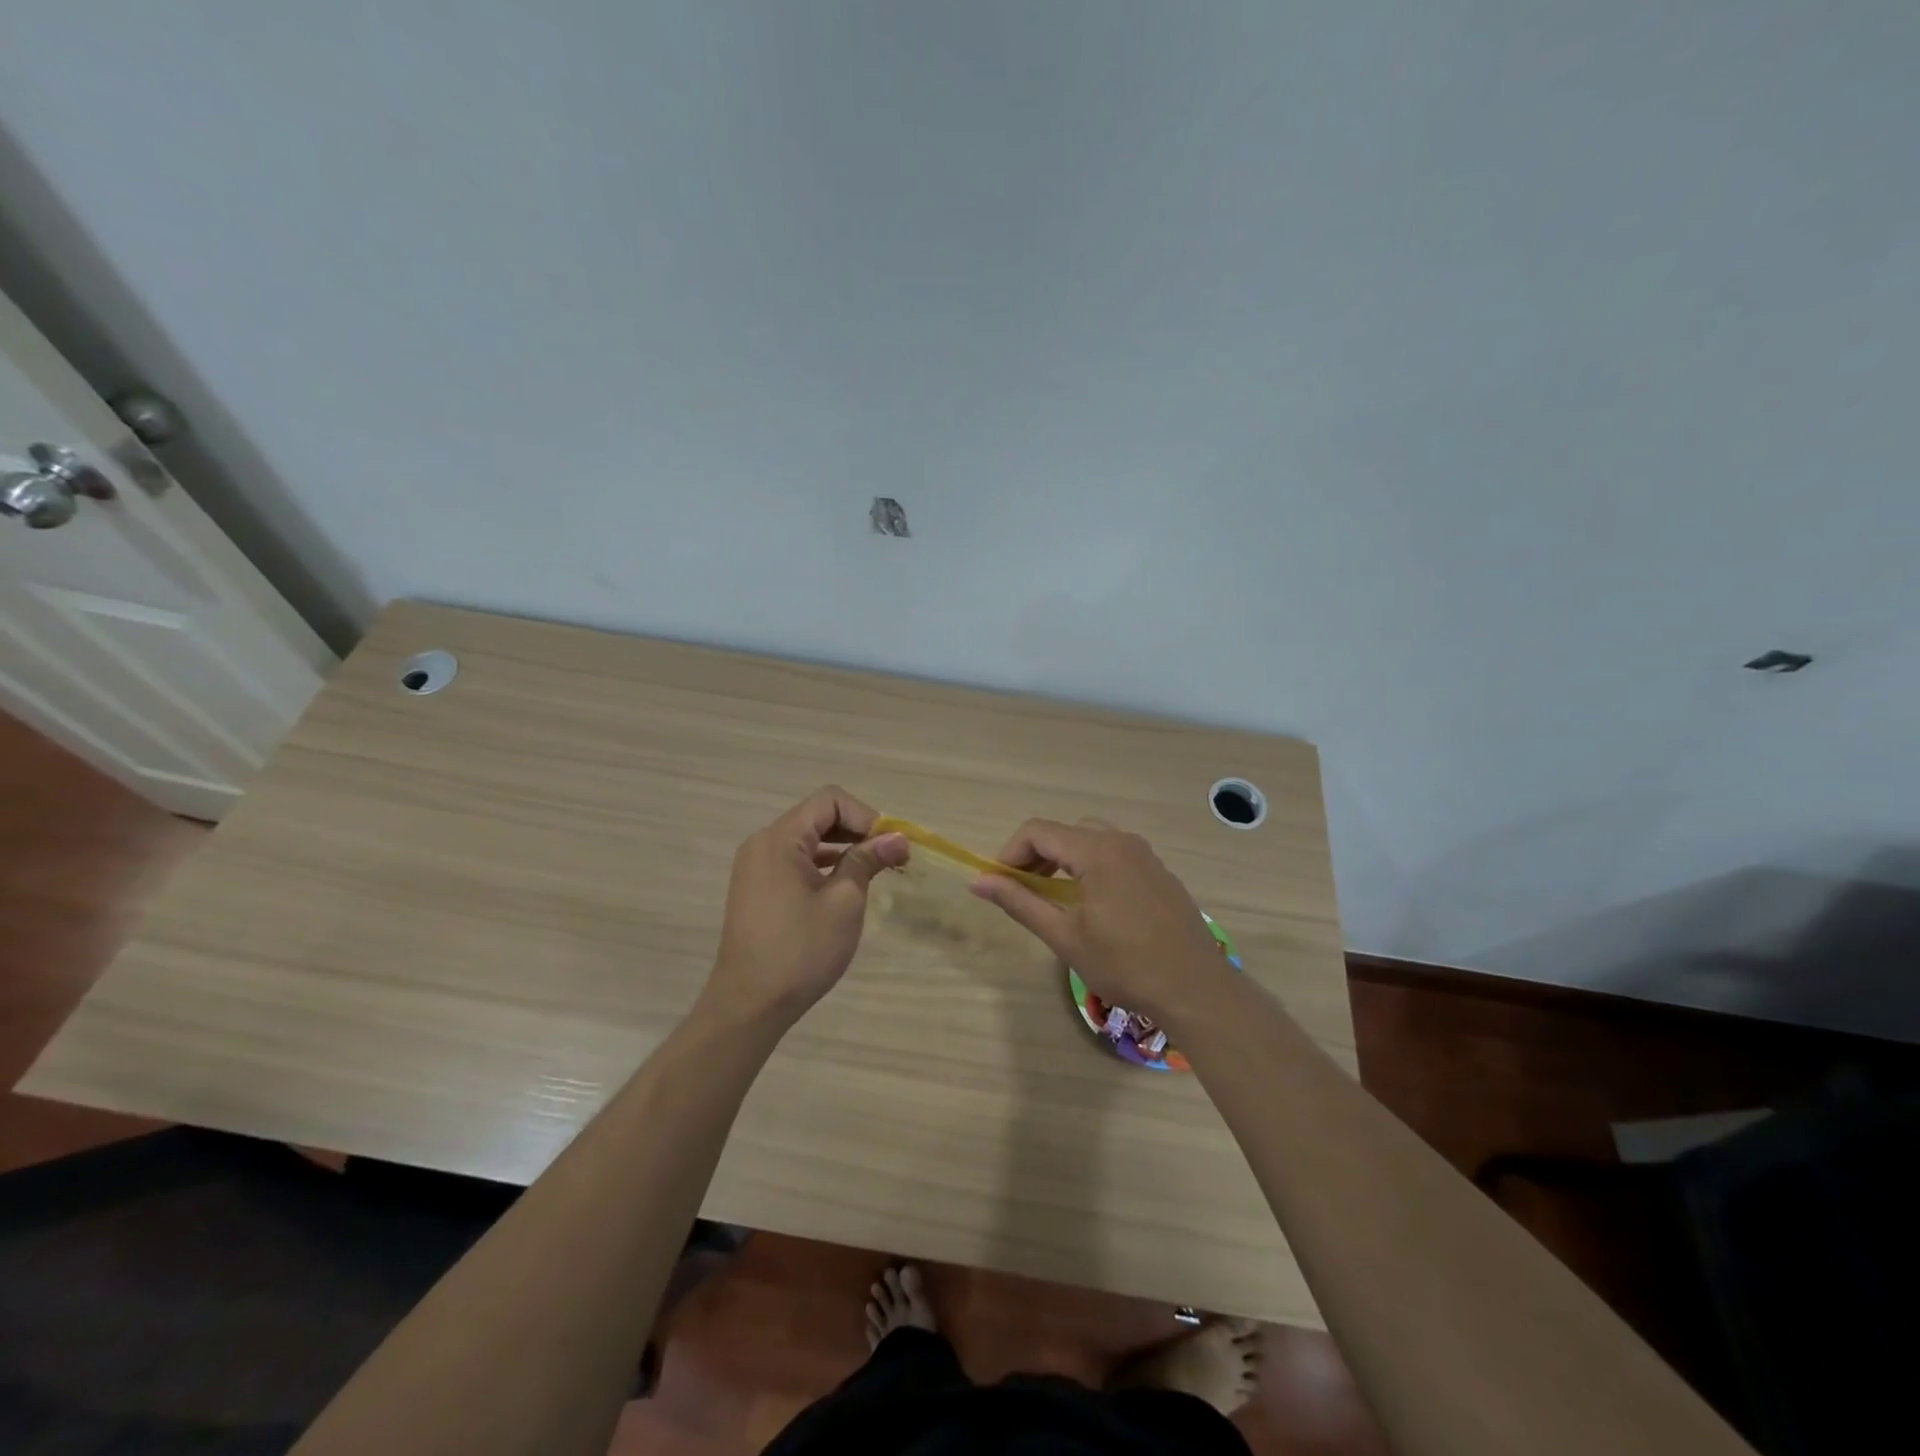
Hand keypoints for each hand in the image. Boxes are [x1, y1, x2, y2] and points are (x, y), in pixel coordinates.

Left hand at [703, 786, 909, 1026]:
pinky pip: (796, 860)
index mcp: (780, 839)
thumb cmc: (800, 951)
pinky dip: (824, 864)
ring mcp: (757, 866)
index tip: (889, 845)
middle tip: (890, 857)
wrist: (749, 1005)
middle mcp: (763, 843)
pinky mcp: (758, 888)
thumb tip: (898, 838)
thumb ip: (868, 861)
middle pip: (818, 816)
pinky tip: (847, 884)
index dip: (865, 816)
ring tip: (876, 870)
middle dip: (857, 830)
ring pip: (808, 839)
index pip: (830, 800)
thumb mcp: (844, 903)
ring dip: (843, 847)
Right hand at [968, 819, 1230, 1029]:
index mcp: (1096, 850)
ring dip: (1063, 860)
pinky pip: (1114, 854)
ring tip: (1053, 898)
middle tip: (1023, 891)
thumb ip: (1020, 902)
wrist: (1195, 988)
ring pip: (1090, 839)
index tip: (999, 884)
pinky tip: (1092, 905)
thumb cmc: (1124, 964)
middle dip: (1036, 856)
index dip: (1010, 853)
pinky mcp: (1158, 872)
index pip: (1037, 831)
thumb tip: (978, 883)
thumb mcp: (1064, 936)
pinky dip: (1090, 867)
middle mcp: (1121, 840)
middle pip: (1064, 831)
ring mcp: (1144, 854)